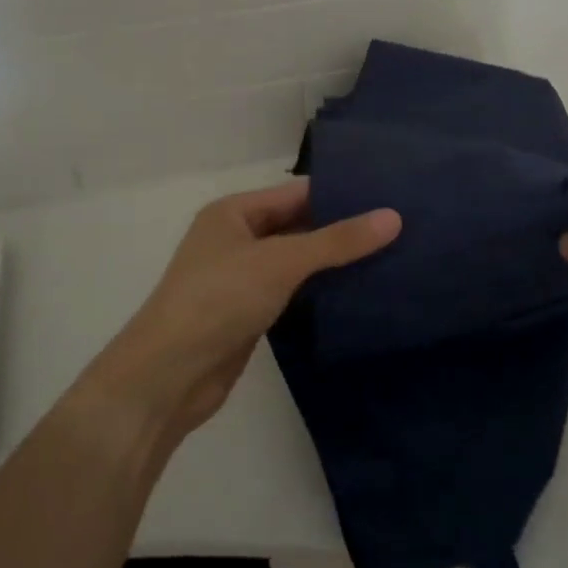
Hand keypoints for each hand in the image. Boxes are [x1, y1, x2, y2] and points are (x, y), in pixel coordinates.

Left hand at [91, 178, 400, 439]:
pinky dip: (321, 289)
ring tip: (390, 254)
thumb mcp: (281, 262)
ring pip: (298, 260)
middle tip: (398, 226)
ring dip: (334, 261)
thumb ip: (338, 241)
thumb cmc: (219, 300)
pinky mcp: (250, 312)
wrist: (169, 375)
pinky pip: (293, 290)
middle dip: (342, 228)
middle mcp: (237, 238)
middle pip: (299, 225)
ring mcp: (242, 277)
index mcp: (234, 212)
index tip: (389, 195)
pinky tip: (358, 290)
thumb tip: (394, 217)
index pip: (297, 192)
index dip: (340, 193)